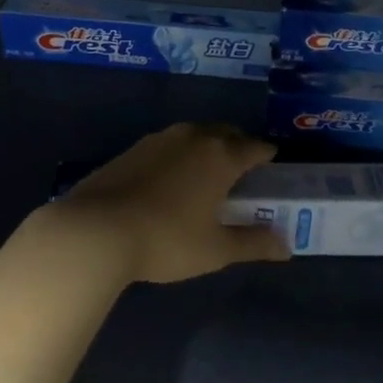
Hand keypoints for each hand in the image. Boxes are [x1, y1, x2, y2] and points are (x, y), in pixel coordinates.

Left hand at [27, 123, 290, 286]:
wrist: (95, 230)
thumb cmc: (166, 239)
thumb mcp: (216, 250)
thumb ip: (253, 244)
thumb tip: (286, 246)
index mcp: (220, 156)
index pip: (254, 147)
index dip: (266, 154)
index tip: (272, 162)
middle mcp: (193, 138)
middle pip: (225, 132)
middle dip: (238, 144)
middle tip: (243, 166)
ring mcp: (159, 139)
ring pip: (194, 134)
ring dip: (207, 145)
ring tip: (208, 170)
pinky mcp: (132, 149)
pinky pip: (168, 144)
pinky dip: (179, 154)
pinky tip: (171, 177)